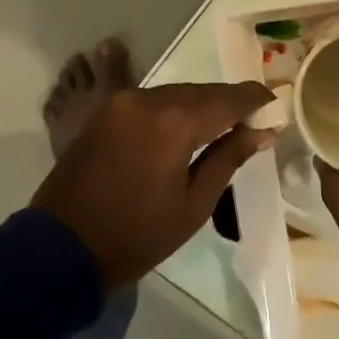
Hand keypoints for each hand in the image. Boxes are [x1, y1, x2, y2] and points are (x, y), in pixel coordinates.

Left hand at [34, 81, 274, 291]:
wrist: (62, 247)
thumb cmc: (137, 234)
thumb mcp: (194, 204)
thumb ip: (229, 158)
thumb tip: (262, 131)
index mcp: (174, 122)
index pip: (227, 99)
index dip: (254, 99)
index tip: (275, 104)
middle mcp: (148, 99)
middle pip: (201, 91)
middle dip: (228, 103)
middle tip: (252, 120)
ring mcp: (122, 102)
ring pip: (176, 93)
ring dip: (200, 105)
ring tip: (222, 126)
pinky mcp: (105, 111)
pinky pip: (151, 101)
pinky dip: (173, 110)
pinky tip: (184, 128)